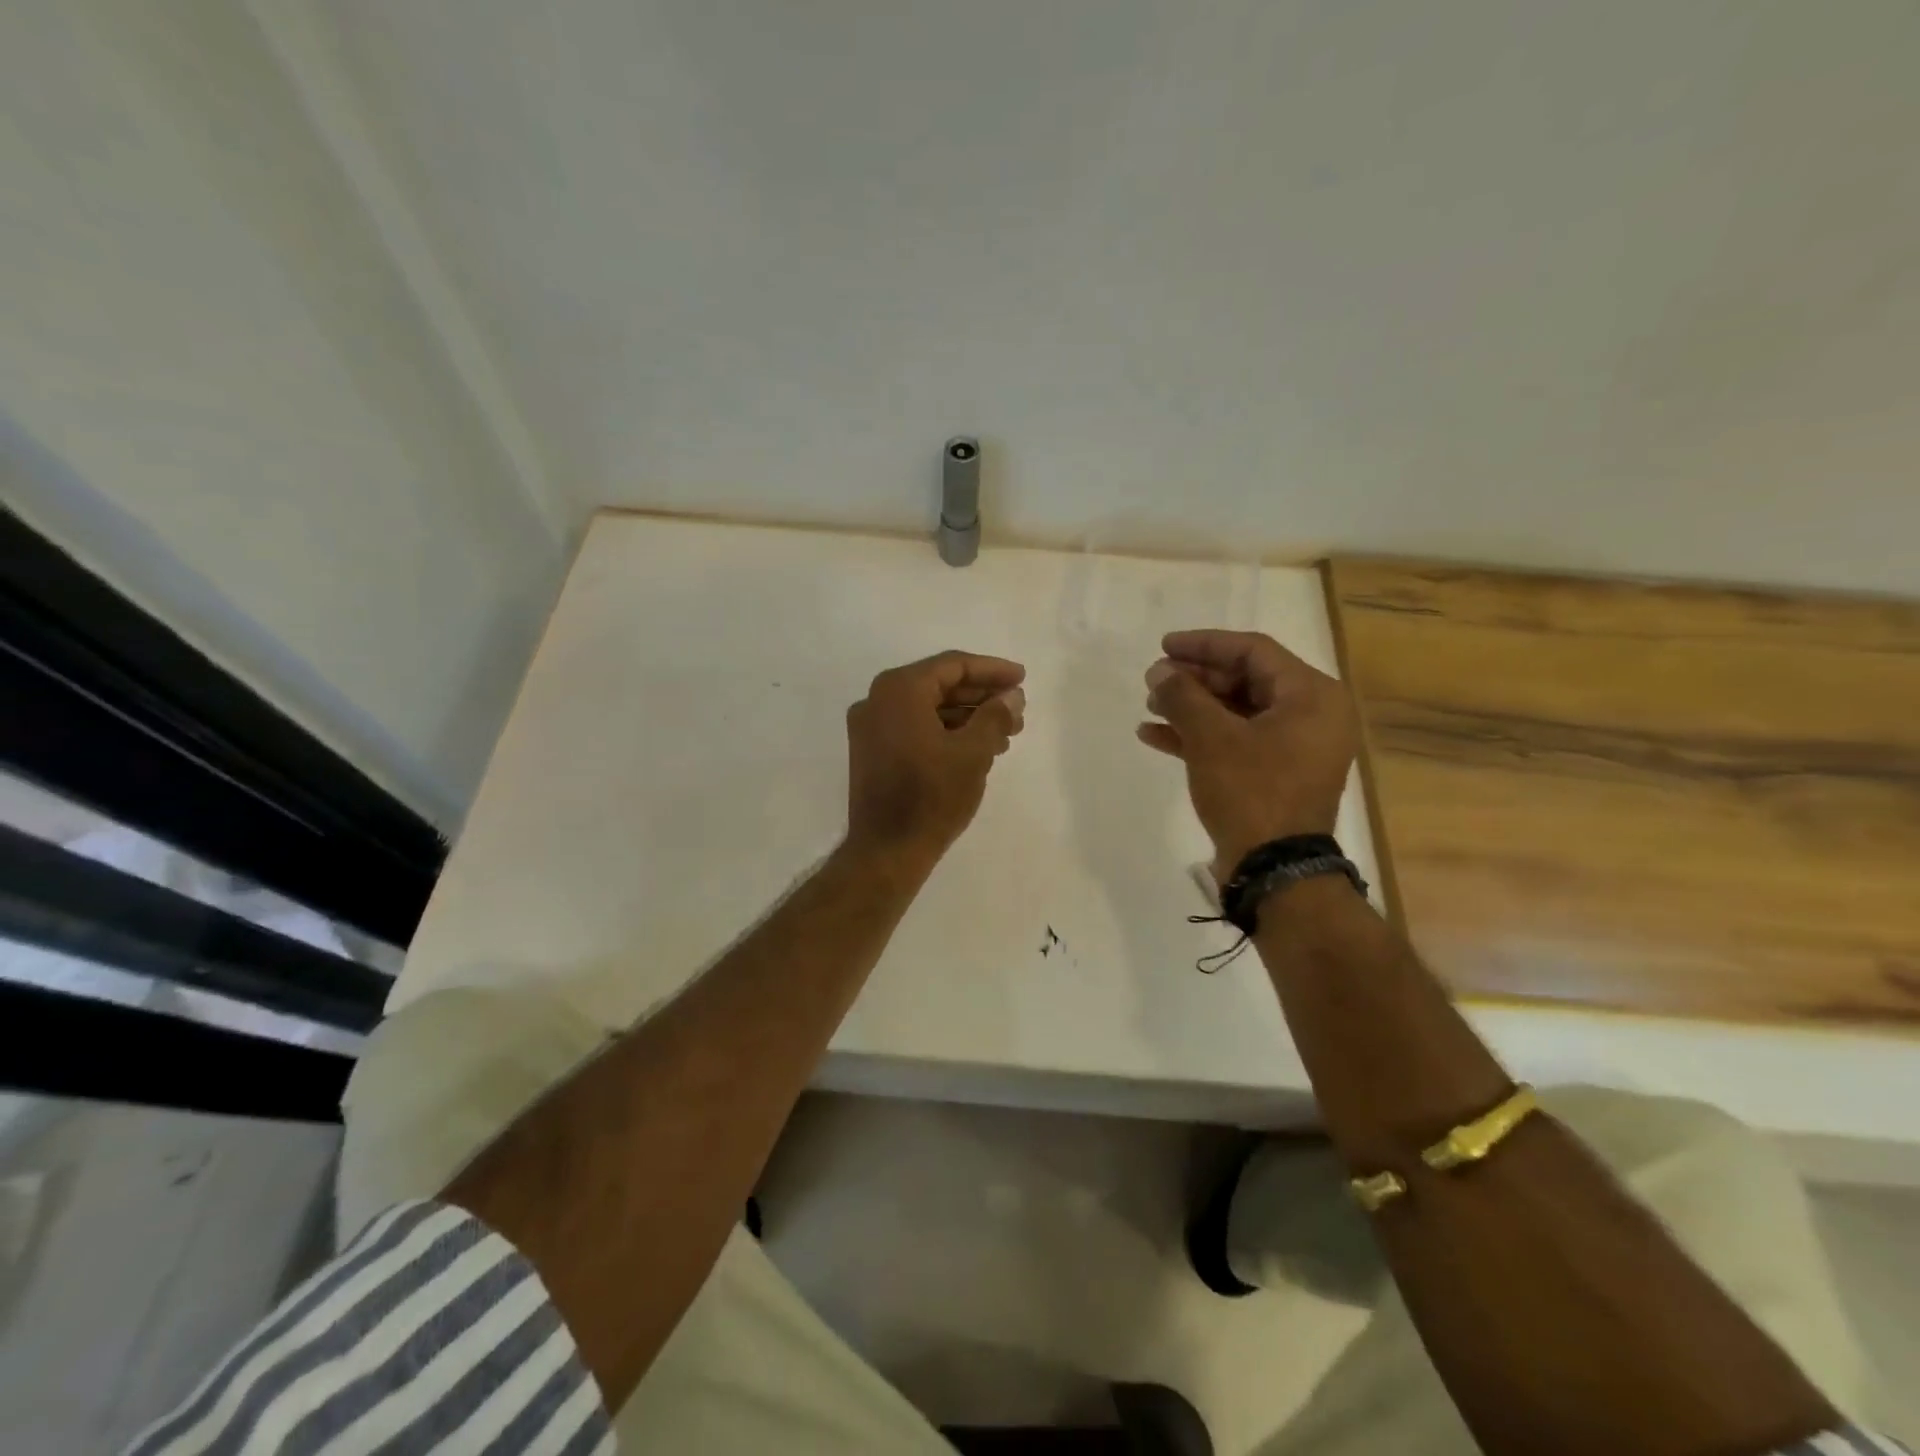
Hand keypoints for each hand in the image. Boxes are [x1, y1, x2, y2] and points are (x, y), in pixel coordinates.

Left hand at [845, 650, 1025, 868]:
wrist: (887, 851)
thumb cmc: (932, 796)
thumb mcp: (973, 753)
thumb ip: (995, 715)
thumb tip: (1012, 696)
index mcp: (899, 690)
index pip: (953, 665)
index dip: (992, 670)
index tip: (1022, 679)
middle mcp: (877, 700)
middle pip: (939, 685)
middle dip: (982, 697)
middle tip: (1018, 710)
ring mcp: (871, 727)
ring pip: (928, 709)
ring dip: (968, 717)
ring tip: (1007, 734)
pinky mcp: (872, 752)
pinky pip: (915, 728)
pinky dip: (946, 733)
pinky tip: (978, 749)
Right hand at [1137, 629, 1357, 873]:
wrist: (1274, 870)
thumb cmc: (1251, 792)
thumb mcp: (1212, 738)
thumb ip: (1183, 696)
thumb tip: (1159, 671)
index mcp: (1312, 696)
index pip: (1253, 651)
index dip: (1204, 644)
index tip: (1164, 646)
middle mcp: (1311, 715)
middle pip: (1244, 680)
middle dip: (1194, 679)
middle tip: (1153, 680)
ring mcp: (1294, 747)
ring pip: (1236, 712)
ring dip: (1192, 707)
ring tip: (1150, 706)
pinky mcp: (1275, 774)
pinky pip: (1236, 741)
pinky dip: (1200, 736)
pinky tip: (1155, 735)